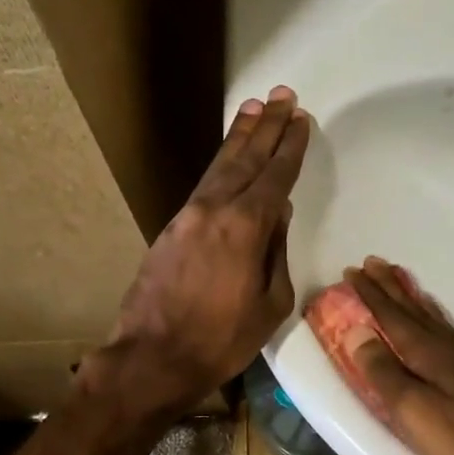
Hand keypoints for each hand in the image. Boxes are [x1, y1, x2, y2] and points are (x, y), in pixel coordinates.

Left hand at [93, 86, 311, 417]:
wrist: (152, 357)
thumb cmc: (220, 340)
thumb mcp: (269, 304)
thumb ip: (276, 252)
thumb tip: (278, 214)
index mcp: (245, 227)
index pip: (274, 176)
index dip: (290, 147)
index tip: (301, 120)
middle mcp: (214, 209)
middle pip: (245, 159)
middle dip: (267, 127)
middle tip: (283, 96)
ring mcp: (188, 216)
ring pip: (219, 166)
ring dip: (239, 137)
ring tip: (255, 109)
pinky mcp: (170, 228)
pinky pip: (203, 184)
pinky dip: (219, 164)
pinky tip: (227, 157)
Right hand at [330, 259, 453, 454]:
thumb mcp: (416, 415)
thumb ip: (385, 374)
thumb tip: (358, 332)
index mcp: (433, 357)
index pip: (395, 318)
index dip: (372, 295)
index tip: (352, 271)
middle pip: (418, 314)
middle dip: (393, 289)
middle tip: (375, 263)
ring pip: (441, 326)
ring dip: (418, 305)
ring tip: (406, 288)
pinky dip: (442, 329)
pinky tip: (448, 339)